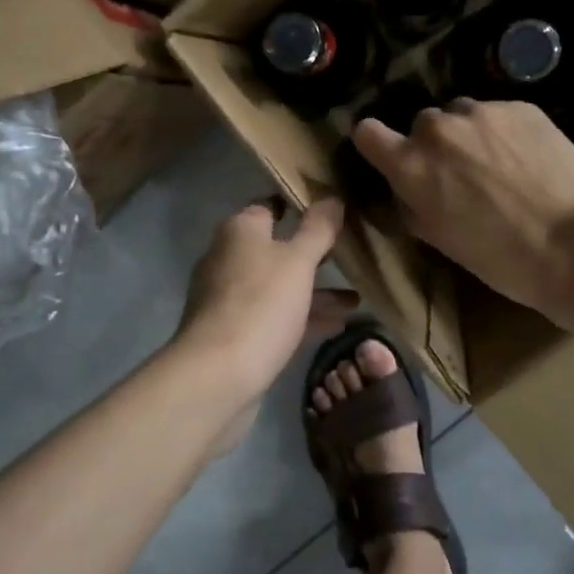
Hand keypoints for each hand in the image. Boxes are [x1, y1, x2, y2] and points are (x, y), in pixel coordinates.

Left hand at [176, 198, 356, 405]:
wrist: (217, 375)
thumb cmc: (260, 305)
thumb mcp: (297, 262)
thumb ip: (317, 230)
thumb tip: (331, 198)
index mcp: (239, 232)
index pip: (269, 206)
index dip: (298, 206)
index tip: (332, 212)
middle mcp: (229, 258)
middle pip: (275, 249)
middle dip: (312, 255)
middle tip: (350, 256)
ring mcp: (229, 298)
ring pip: (278, 286)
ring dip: (314, 291)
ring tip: (356, 299)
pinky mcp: (235, 333)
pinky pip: (274, 316)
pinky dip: (302, 317)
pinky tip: (337, 326)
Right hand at [352, 100, 573, 321]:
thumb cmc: (502, 258)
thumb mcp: (441, 240)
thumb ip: (413, 205)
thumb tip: (409, 189)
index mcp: (411, 166)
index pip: (367, 133)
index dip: (376, 144)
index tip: (390, 156)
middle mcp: (439, 129)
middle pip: (422, 125)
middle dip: (434, 146)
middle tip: (460, 175)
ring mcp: (482, 113)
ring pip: (461, 115)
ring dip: (469, 135)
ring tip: (498, 165)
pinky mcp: (521, 107)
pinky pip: (498, 113)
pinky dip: (504, 132)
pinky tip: (528, 160)